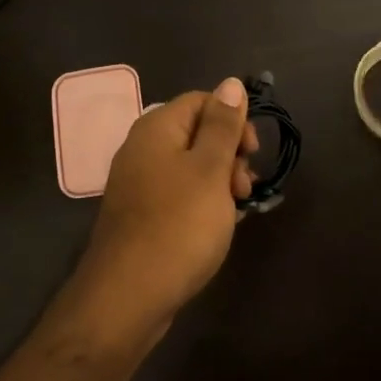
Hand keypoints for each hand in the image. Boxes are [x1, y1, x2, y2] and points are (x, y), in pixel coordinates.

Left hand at [76, 78, 258, 336]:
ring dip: (221, 182)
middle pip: (197, 133)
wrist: (128, 297)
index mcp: (156, 129)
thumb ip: (223, 125)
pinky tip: (218, 226)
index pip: (202, 101)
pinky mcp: (142, 215)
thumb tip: (231, 82)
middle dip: (229, 154)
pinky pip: (180, 194)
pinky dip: (203, 203)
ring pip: (192, 167)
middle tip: (243, 188)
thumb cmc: (178, 226)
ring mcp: (139, 184)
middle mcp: (143, 149)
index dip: (232, 120)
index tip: (252, 152)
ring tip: (236, 212)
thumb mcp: (210, 170)